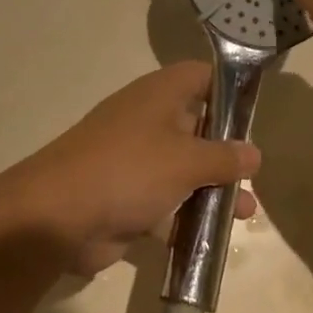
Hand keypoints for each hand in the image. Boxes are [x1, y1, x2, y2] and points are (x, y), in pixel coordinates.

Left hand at [0, 62, 259, 276]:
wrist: (58, 215)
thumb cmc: (130, 170)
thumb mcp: (186, 160)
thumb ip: (224, 157)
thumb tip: (253, 153)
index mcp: (159, 95)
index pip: (201, 75)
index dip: (229, 88)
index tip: (255, 112)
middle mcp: (147, 119)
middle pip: (196, 125)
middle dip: (226, 150)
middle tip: (253, 173)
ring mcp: (134, 158)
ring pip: (183, 167)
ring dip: (213, 188)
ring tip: (245, 213)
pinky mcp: (125, 195)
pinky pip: (165, 200)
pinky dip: (188, 214)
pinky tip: (214, 236)